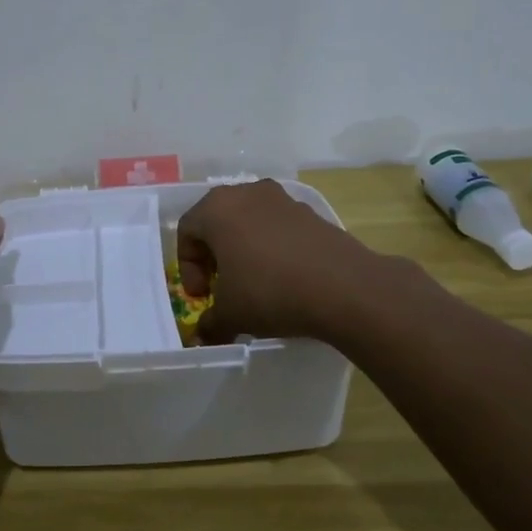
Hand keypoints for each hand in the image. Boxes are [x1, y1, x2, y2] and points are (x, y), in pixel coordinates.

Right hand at [177, 180, 375, 344]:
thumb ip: (210, 323)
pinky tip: (284, 278)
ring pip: (248, 222)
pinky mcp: (311, 212)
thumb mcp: (231, 314)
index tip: (202, 296)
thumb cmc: (270, 292)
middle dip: (214, 256)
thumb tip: (202, 337)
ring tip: (253, 283)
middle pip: (216, 221)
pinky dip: (272, 248)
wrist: (344, 287)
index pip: (187, 232)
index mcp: (216, 208)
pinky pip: (278, 227)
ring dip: (243, 250)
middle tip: (221, 287)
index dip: (188, 268)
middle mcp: (246, 193)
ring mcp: (282, 199)